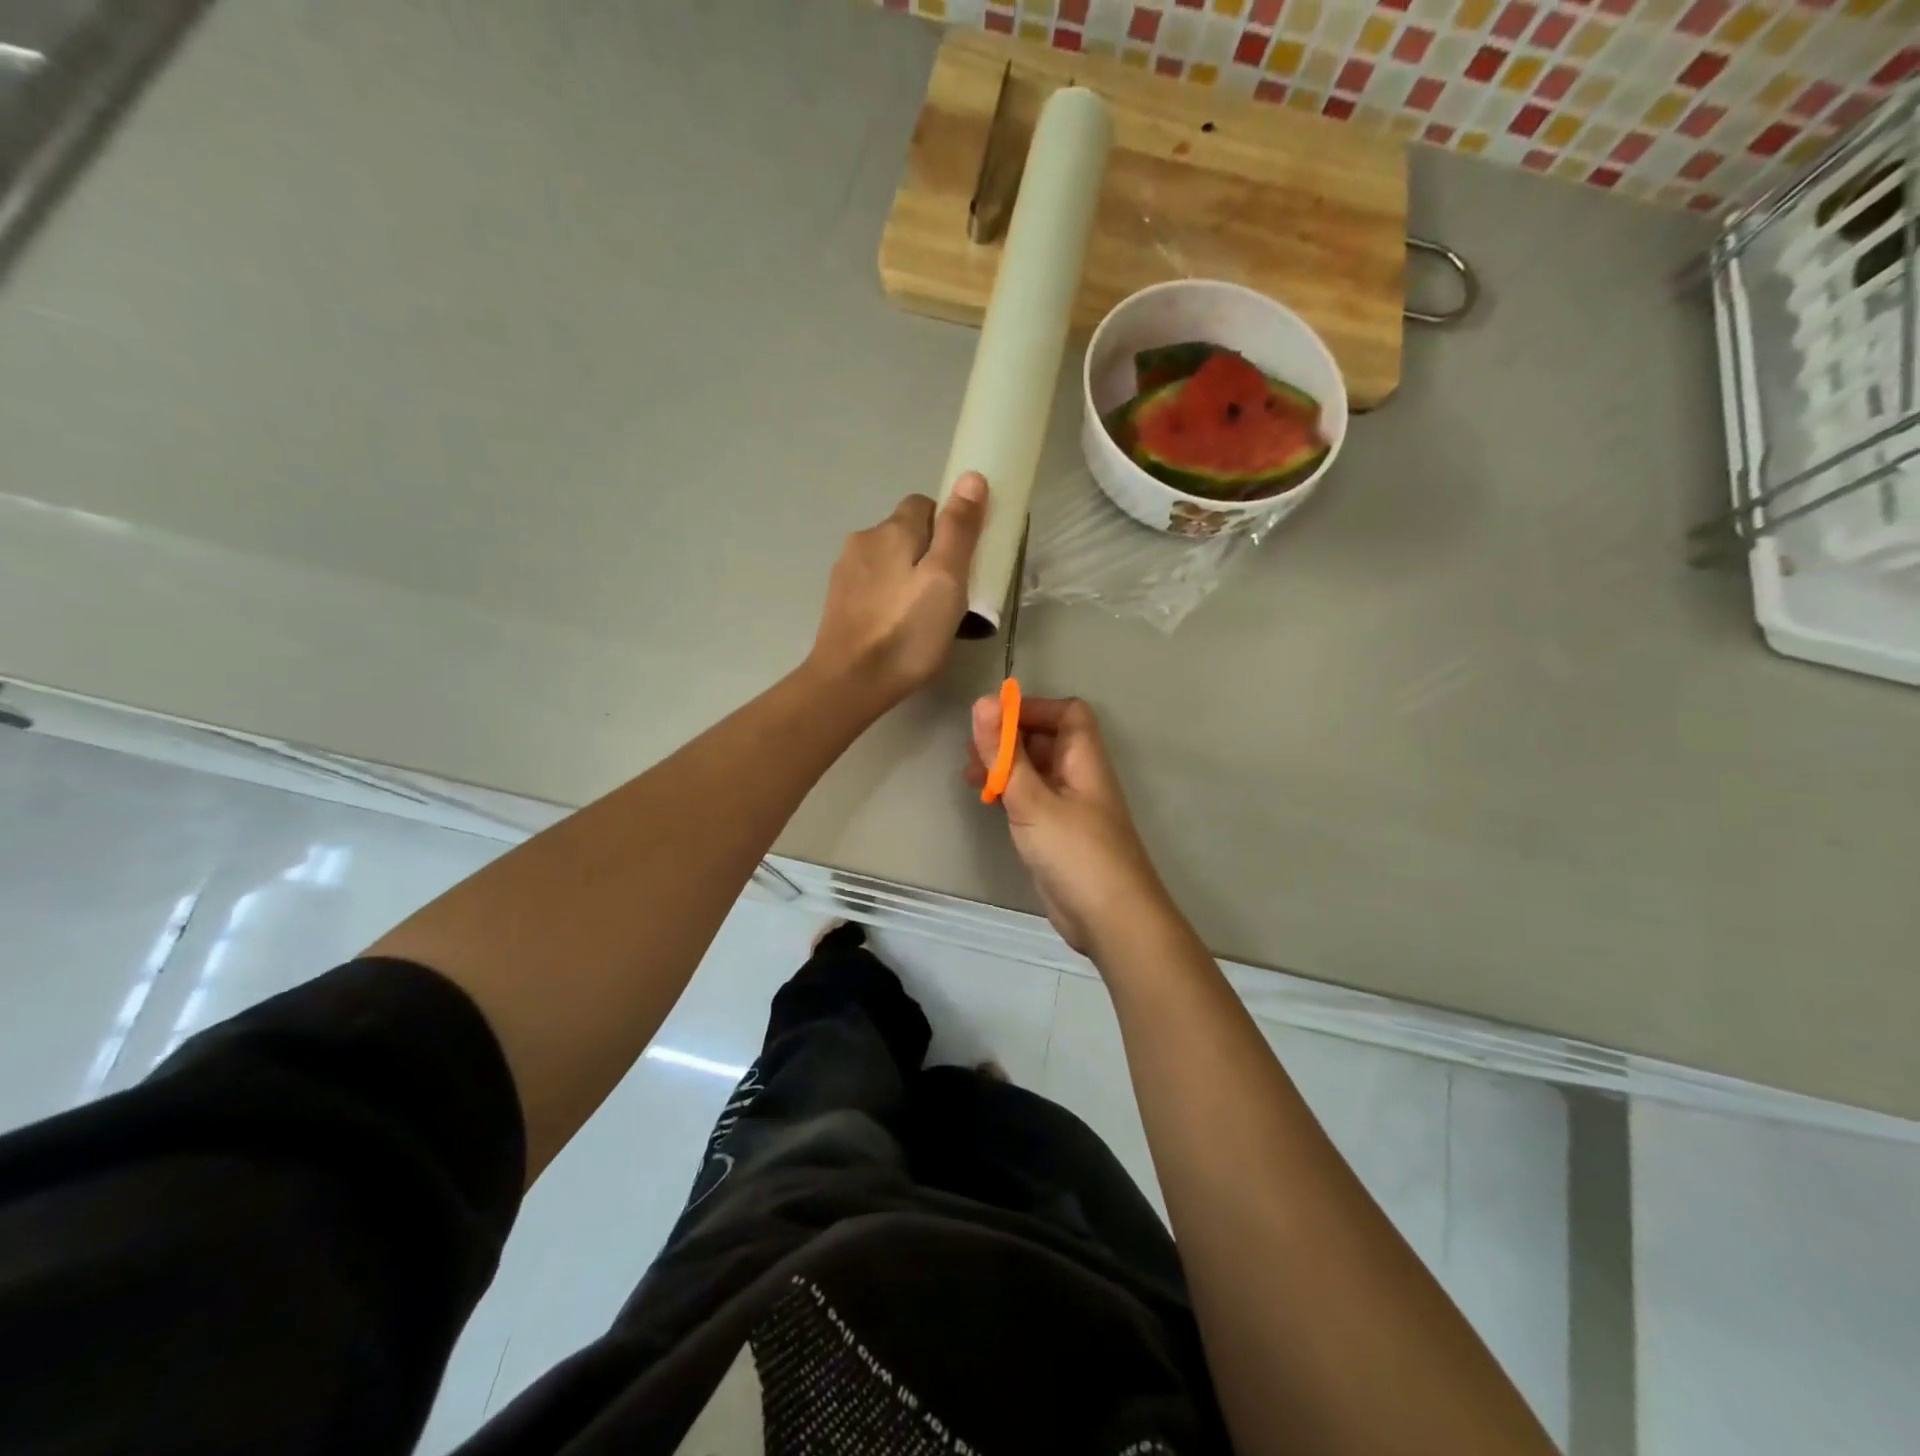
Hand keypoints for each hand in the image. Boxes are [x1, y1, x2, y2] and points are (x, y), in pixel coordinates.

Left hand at [809, 474, 987, 708]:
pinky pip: (873, 585)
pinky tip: (896, 626)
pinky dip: (888, 596)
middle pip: (906, 533)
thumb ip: (959, 529)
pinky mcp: (838, 599)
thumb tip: (971, 476)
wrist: (850, 682)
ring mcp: (845, 571)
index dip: (948, 527)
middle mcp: (863, 539)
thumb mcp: (946, 580)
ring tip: (922, 616)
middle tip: (948, 595)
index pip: (925, 504)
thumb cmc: (907, 632)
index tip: (962, 563)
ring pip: (888, 560)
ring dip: (907, 576)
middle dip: (928, 554)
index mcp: (892, 529)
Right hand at [965, 695, 1166, 953]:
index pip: (1067, 713)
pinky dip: (1007, 793)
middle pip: (1046, 739)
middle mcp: (1078, 777)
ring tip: (969, 776)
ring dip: (1003, 766)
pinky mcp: (1056, 833)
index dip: (1032, 708)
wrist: (1110, 920)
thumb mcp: (1033, 800)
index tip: (992, 719)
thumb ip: (1005, 754)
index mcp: (1084, 759)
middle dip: (1008, 738)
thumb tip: (983, 702)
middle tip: (971, 750)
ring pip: (1034, 770)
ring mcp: (1068, 807)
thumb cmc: (1075, 852)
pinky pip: (1030, 799)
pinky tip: (985, 801)